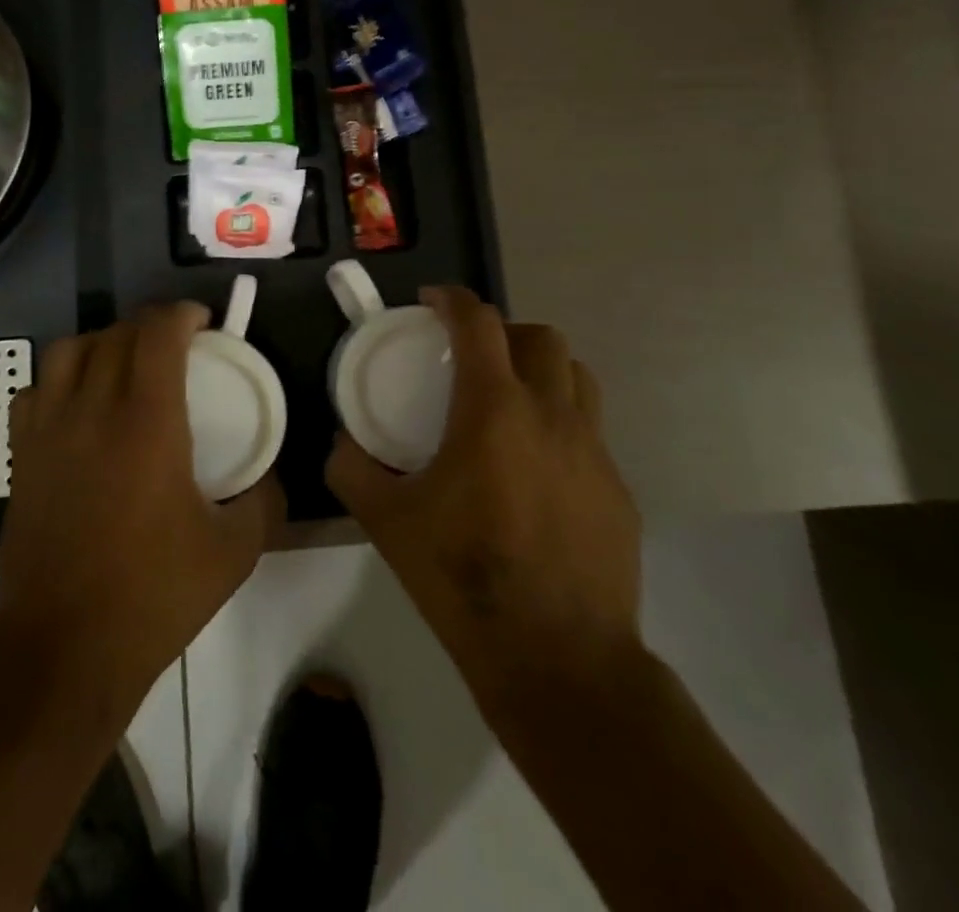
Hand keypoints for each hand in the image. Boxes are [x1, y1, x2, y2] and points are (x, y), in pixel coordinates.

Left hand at [0, 302, 284, 720]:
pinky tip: (78, 406)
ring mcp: (48, 429)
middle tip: (176, 347)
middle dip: (150, 326)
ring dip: (102, 343)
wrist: (63, 650)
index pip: (157, 332)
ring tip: (124, 366)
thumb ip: (263, 500)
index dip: (181, 313)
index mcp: (146, 421)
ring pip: (68, 350)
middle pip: (116, 334)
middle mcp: (93, 409)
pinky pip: (34, 390)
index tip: (202, 322)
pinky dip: (59, 380)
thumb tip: (271, 474)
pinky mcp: (21, 455)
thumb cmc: (153, 595)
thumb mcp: (233, 552)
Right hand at [326, 286, 641, 712]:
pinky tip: (536, 470)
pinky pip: (590, 432)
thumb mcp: (387, 521)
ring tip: (511, 400)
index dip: (453, 300)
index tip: (431, 302)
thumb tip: (341, 444)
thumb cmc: (464, 576)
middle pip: (541, 337)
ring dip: (542, 370)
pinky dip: (561, 425)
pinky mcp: (618, 490)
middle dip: (504, 330)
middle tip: (473, 355)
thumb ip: (353, 470)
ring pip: (577, 377)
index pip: (480, 323)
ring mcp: (594, 451)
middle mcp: (552, 415)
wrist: (558, 658)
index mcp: (494, 409)